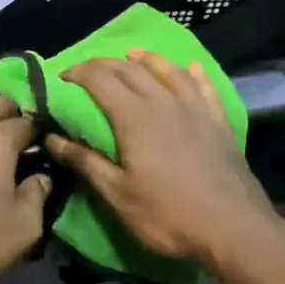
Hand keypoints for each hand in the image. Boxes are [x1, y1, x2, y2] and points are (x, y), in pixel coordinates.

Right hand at [45, 51, 277, 269]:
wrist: (232, 228)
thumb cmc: (167, 215)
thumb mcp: (117, 195)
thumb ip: (85, 162)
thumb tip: (51, 138)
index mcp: (134, 118)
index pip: (100, 80)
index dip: (78, 74)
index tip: (61, 78)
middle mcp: (164, 103)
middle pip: (131, 70)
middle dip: (105, 64)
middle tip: (87, 70)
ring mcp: (196, 110)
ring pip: (168, 71)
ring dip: (147, 60)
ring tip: (133, 55)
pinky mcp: (219, 123)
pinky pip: (205, 88)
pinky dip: (194, 74)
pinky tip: (191, 68)